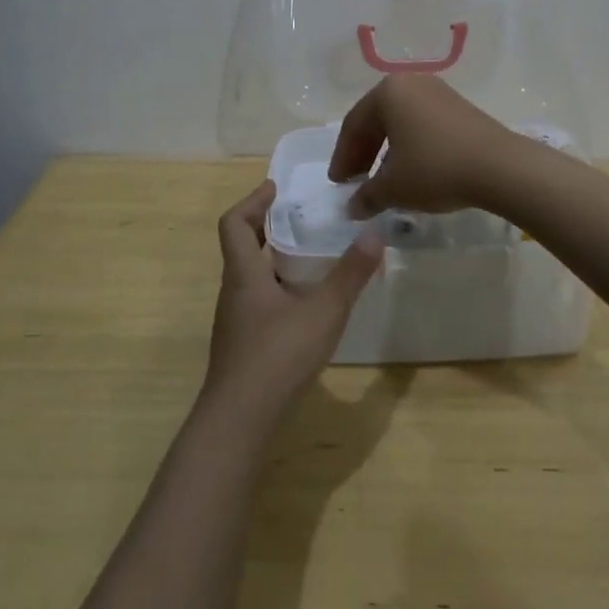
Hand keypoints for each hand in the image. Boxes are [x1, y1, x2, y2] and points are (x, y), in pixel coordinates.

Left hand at [203, 181, 382, 425]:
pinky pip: (259, 302)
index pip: (234, 223)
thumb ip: (350, 274)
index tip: (275, 188)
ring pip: (251, 277)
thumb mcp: (323, 311)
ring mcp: (236, 321)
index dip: (253, 201)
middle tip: (301, 218)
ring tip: (311, 256)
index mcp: (244, 274)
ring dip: (274, 259)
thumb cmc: (277, 355)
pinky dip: (279, 289)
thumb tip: (374, 232)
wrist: (239, 420)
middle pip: (242, 247)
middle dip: (268, 227)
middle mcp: (234, 292)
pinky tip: (305, 305)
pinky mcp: (243, 345)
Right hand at [329, 75, 517, 215]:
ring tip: (383, 180)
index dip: (342, 158)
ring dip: (387, 151)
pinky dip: (410, 147)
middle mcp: (411, 83)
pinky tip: (412, 171)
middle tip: (355, 182)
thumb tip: (352, 208)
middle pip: (377, 120)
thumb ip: (366, 196)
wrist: (500, 167)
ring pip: (401, 123)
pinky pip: (423, 125)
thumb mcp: (393, 188)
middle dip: (363, 153)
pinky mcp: (460, 108)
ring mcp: (439, 92)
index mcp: (388, 92)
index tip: (338, 184)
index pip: (353, 125)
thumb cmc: (435, 168)